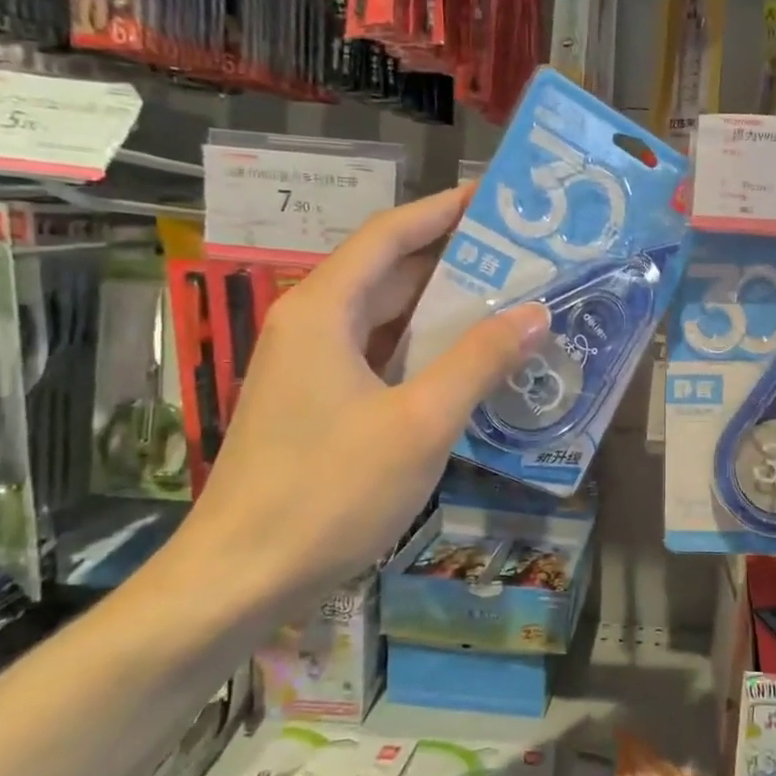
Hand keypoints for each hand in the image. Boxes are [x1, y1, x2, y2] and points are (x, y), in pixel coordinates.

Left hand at [181, 186, 548, 607]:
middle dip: (454, 258)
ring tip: (511, 299)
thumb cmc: (330, 492)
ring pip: (386, 318)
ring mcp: (311, 367)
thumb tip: (536, 312)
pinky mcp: (317, 403)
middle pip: (389, 272)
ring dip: (443, 309)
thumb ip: (480, 361)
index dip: (444, 210)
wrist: (239, 578)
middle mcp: (312, 325)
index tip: (496, 197)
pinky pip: (380, 357)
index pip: (390, 235)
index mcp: (324, 310)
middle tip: (523, 253)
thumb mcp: (421, 422)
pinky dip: (424, 351)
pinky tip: (469, 362)